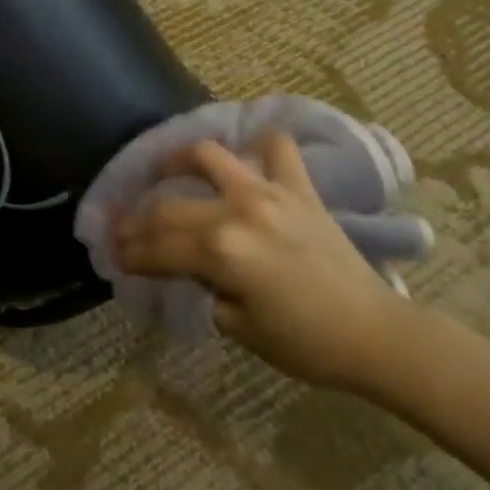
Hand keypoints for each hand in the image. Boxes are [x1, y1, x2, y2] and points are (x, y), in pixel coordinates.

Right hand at [112, 131, 412, 391]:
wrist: (376, 335)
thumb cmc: (306, 343)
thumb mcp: (239, 328)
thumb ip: (202, 288)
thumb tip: (179, 268)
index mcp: (223, 252)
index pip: (159, 248)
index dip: (130, 253)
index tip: (112, 255)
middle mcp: (239, 210)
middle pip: (170, 208)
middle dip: (137, 220)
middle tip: (121, 229)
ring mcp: (270, 192)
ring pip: (210, 156)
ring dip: (178, 160)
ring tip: (164, 170)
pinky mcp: (299, 188)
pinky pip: (276, 148)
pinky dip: (258, 145)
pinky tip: (243, 155)